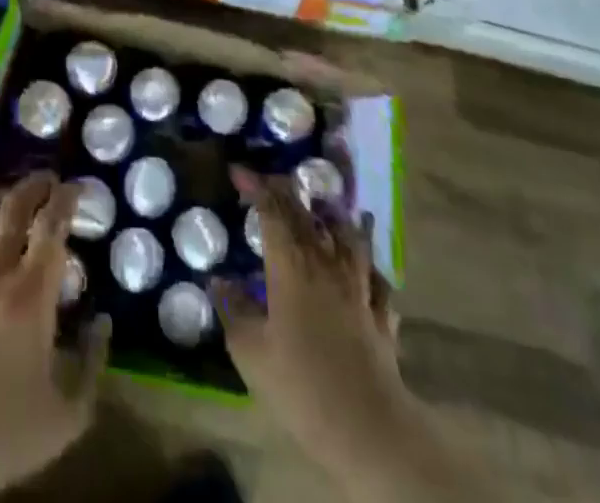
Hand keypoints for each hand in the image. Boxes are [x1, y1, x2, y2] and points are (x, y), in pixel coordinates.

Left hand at [0, 173, 108, 501]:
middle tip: (47, 179)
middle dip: (34, 185)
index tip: (76, 186)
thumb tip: (104, 322)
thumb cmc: (4, 432)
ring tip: (8, 197)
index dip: (66, 198)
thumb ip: (93, 363)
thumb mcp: (68, 414)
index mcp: (32, 293)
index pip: (52, 224)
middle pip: (14, 206)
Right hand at [211, 166, 404, 479]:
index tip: (238, 171)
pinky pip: (377, 277)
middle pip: (307, 215)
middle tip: (270, 182)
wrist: (369, 429)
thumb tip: (218, 279)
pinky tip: (365, 265)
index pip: (272, 210)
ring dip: (333, 217)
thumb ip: (232, 309)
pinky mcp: (382, 315)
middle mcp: (326, 264)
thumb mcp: (249, 351)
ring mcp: (359, 287)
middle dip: (286, 192)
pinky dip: (368, 263)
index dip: (255, 185)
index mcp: (291, 265)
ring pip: (348, 237)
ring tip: (324, 207)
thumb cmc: (301, 384)